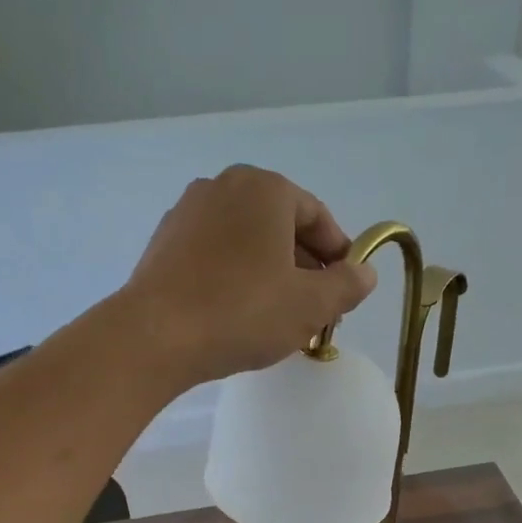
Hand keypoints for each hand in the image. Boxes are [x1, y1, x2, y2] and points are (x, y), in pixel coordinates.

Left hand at [120, 165, 376, 385]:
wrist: (155, 336)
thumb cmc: (243, 312)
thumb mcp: (311, 305)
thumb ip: (347, 285)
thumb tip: (365, 272)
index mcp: (265, 189)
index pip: (317, 216)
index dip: (339, 254)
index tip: (346, 289)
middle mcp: (224, 187)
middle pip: (280, 226)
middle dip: (305, 266)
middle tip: (317, 309)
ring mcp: (188, 212)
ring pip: (246, 241)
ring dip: (271, 272)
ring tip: (279, 315)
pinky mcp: (164, 243)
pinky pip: (216, 254)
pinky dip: (236, 276)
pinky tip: (238, 313)